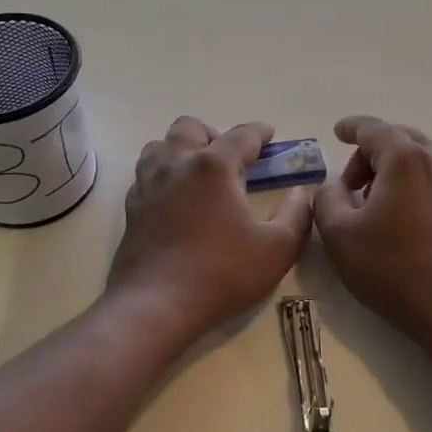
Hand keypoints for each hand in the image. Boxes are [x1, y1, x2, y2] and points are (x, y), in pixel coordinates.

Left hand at [107, 117, 313, 344]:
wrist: (156, 304)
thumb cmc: (222, 273)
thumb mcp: (276, 249)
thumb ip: (296, 216)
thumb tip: (299, 195)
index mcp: (213, 166)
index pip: (241, 135)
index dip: (259, 132)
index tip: (269, 135)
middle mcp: (176, 164)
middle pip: (190, 127)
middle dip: (213, 134)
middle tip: (230, 158)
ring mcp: (148, 184)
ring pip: (160, 146)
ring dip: (181, 149)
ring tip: (199, 173)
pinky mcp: (132, 207)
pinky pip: (146, 175)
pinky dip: (163, 175)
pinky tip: (176, 198)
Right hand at [315, 116, 431, 345]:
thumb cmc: (391, 266)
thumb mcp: (338, 233)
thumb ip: (326, 197)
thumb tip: (335, 186)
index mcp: (404, 158)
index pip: (373, 128)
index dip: (351, 128)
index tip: (336, 132)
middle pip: (399, 139)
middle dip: (370, 153)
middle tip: (349, 184)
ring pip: (419, 159)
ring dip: (392, 170)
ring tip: (373, 204)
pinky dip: (412, 185)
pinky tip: (401, 219)